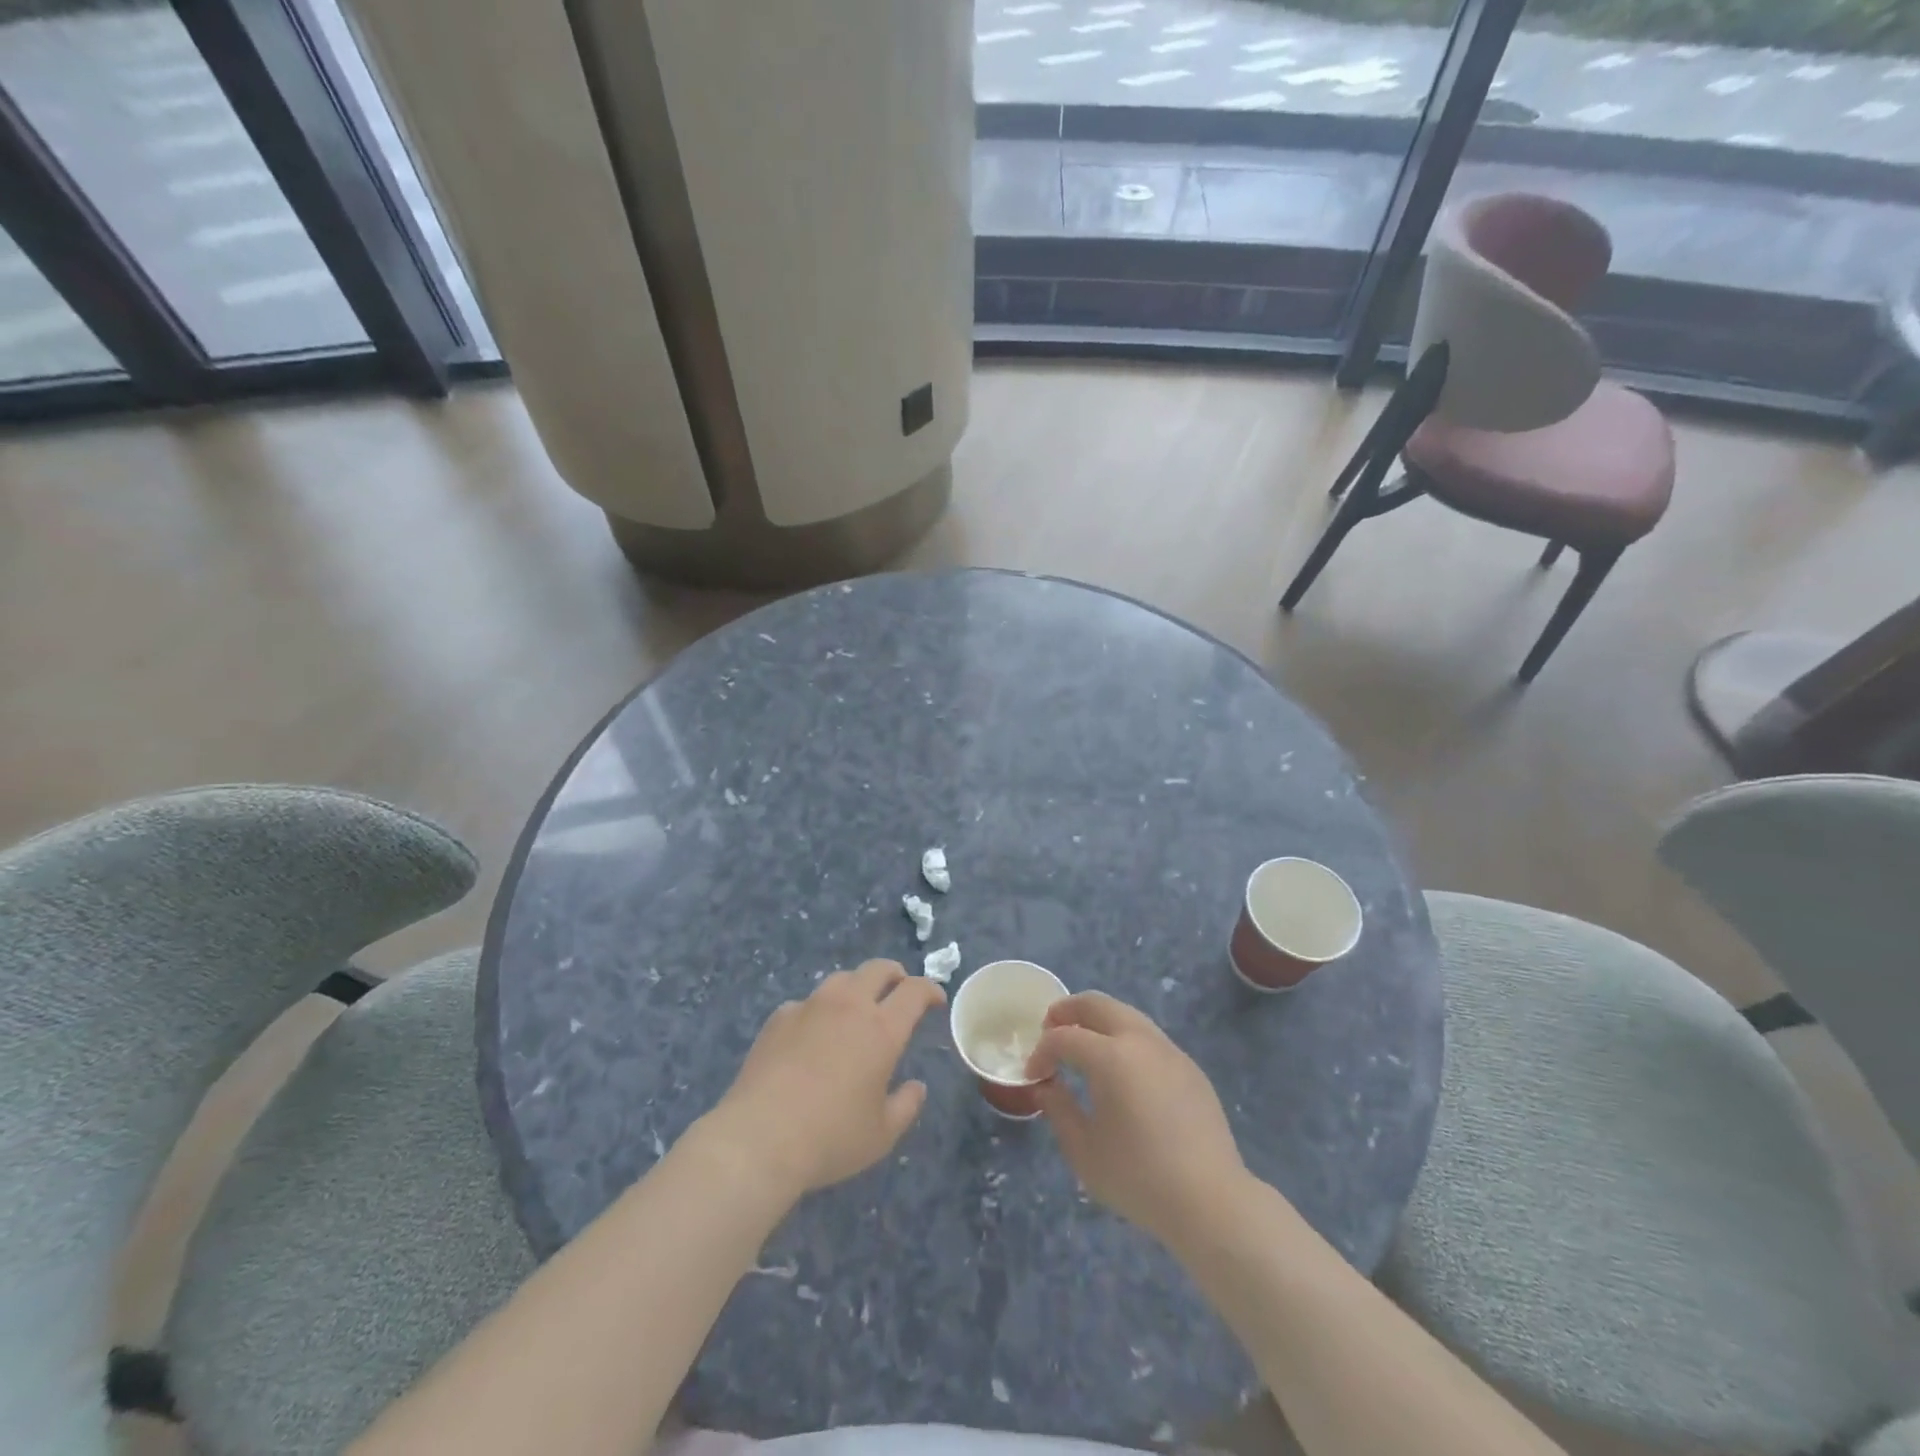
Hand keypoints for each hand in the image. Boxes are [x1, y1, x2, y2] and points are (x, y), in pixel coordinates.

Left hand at [705, 960, 944, 1198]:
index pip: (915, 991)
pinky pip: (808, 1002)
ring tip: (856, 1009)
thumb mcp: (881, 1135)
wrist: (759, 1138)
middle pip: (878, 969)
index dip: (930, 990)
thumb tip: (916, 1087)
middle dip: (895, 975)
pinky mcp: (780, 1017)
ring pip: (842, 979)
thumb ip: (906, 1106)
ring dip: (858, 987)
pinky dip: (819, 1011)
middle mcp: (849, 1006)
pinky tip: (813, 1035)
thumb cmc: (830, 1138)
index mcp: (882, 1029)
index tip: (935, 1000)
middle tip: (899, 992)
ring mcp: (811, 1006)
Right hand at [1028, 992, 1248, 1245]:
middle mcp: (1140, 1040)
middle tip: (1050, 1030)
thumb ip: (1058, 1109)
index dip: (1042, 1051)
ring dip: (1098, 1021)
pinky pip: (1148, 1037)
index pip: (1064, 1037)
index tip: (1033, 1074)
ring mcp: (1169, 1050)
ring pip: (1126, 1014)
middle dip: (1067, 1011)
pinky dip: (1124, 1039)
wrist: (1211, 1202)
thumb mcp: (1083, 1150)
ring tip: (1083, 1047)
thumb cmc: (1139, 1178)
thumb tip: (1047, 1085)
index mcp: (1111, 1056)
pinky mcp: (1189, 1067)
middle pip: (1097, 1004)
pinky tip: (1122, 1071)